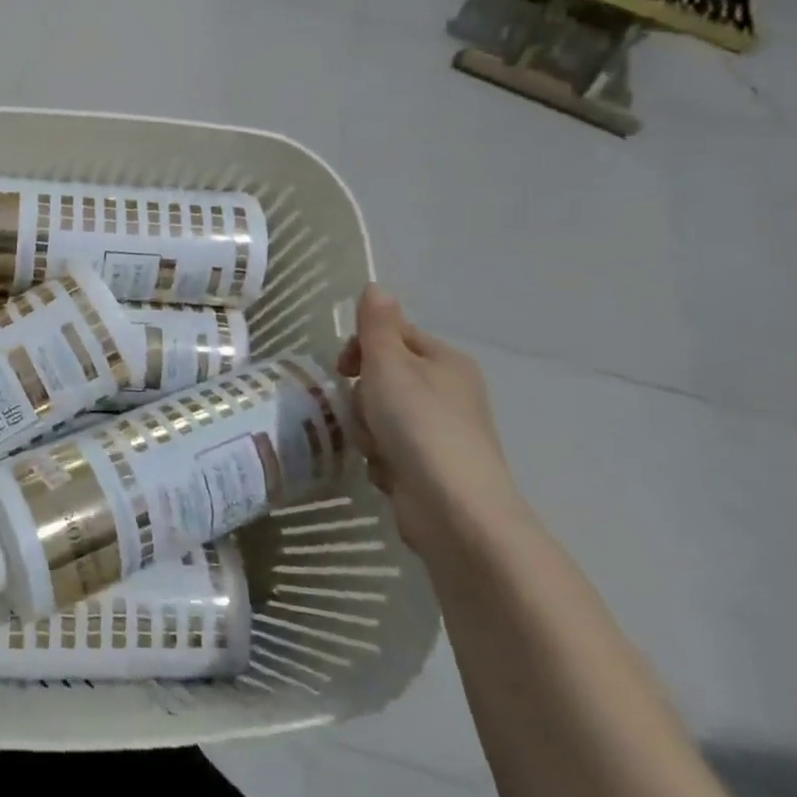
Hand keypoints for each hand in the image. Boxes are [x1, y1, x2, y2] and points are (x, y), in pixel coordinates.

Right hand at [337, 284, 526, 559]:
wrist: (454, 510)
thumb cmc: (418, 424)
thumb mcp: (388, 364)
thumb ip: (376, 324)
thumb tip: (376, 286)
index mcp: (445, 361)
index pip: (393, 335)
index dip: (361, 347)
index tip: (343, 368)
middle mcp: (449, 393)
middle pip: (384, 378)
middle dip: (363, 397)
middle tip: (365, 413)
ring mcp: (442, 434)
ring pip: (381, 417)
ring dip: (368, 431)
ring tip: (377, 449)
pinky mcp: (432, 470)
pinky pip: (390, 451)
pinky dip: (382, 461)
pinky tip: (387, 474)